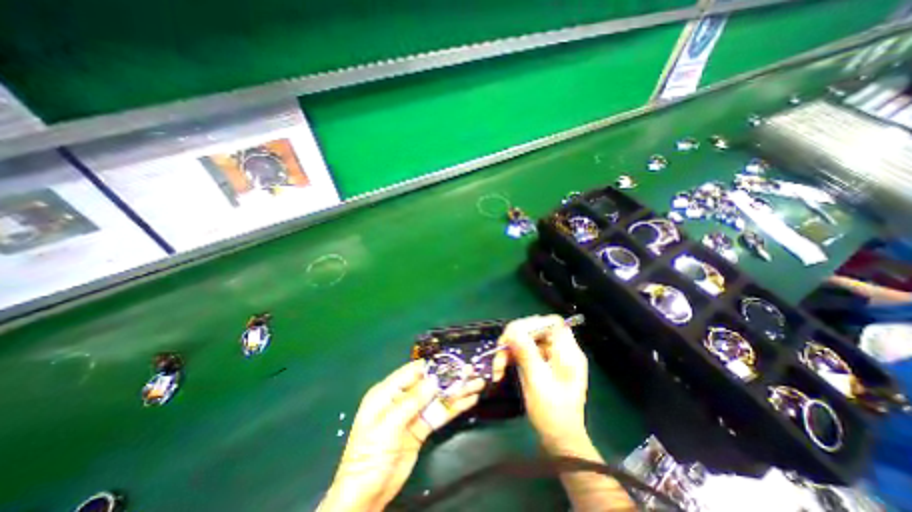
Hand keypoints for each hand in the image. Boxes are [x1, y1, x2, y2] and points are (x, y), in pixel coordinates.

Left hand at [318, 360, 479, 511]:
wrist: (367, 493)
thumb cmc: (370, 454)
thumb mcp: (388, 425)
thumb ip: (412, 401)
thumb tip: (434, 379)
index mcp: (388, 392)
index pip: (413, 372)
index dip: (433, 366)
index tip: (452, 361)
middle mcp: (402, 398)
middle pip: (429, 384)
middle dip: (450, 378)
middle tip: (471, 372)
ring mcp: (414, 413)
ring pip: (438, 397)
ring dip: (457, 391)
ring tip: (477, 384)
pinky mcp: (422, 428)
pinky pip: (440, 413)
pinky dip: (454, 407)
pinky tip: (469, 400)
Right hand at [495, 315, 587, 450]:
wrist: (560, 441)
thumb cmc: (553, 414)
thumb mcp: (538, 382)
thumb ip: (526, 353)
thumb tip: (513, 330)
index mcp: (567, 352)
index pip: (552, 323)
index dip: (532, 324)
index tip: (513, 335)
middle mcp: (560, 350)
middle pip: (535, 330)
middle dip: (514, 339)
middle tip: (499, 354)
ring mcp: (550, 357)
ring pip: (526, 340)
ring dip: (509, 350)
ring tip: (497, 367)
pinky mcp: (541, 364)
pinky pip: (523, 352)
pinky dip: (511, 358)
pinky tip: (502, 369)